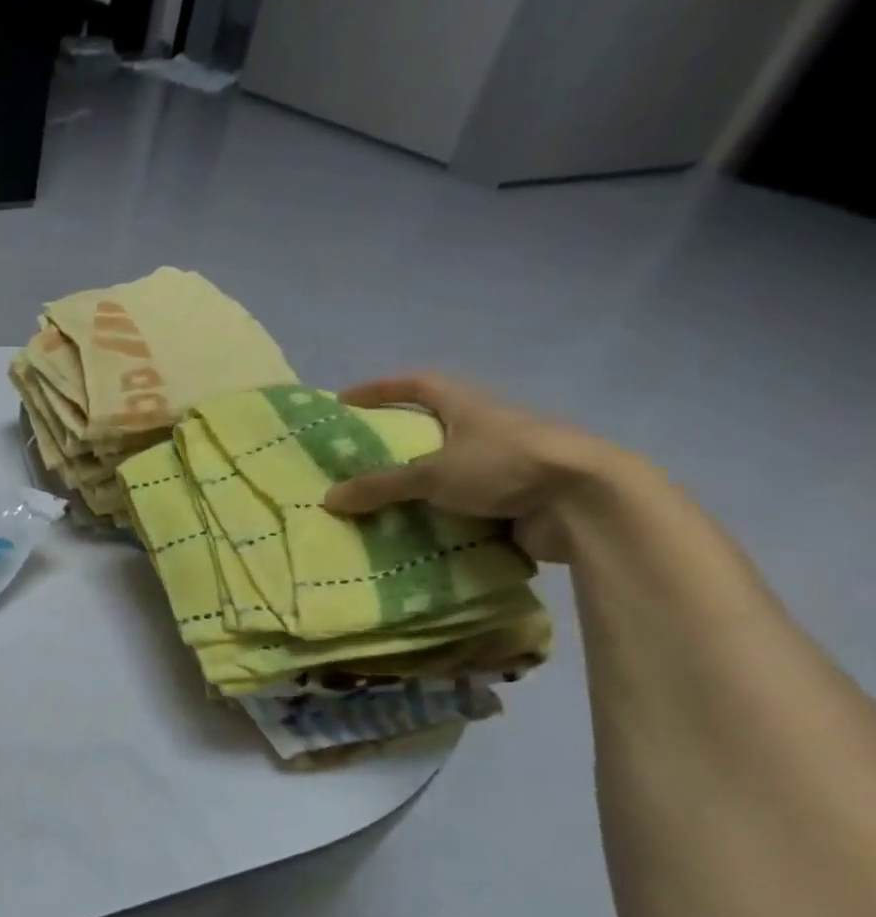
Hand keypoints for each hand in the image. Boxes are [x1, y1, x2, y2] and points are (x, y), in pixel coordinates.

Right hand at [320, 374, 627, 562]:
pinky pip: (466, 504)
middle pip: (435, 427)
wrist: (588, 504)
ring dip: (419, 485)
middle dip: (398, 442)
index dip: (382, 388)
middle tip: (360, 459)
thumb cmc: (506, 466)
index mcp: (470, 407)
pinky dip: (441, 515)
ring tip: (381, 502)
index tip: (346, 400)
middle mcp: (489, 429)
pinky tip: (416, 531)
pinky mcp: (518, 497)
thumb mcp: (433, 475)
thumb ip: (380, 486)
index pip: (419, 385)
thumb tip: (328, 498)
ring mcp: (506, 464)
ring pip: (451, 469)